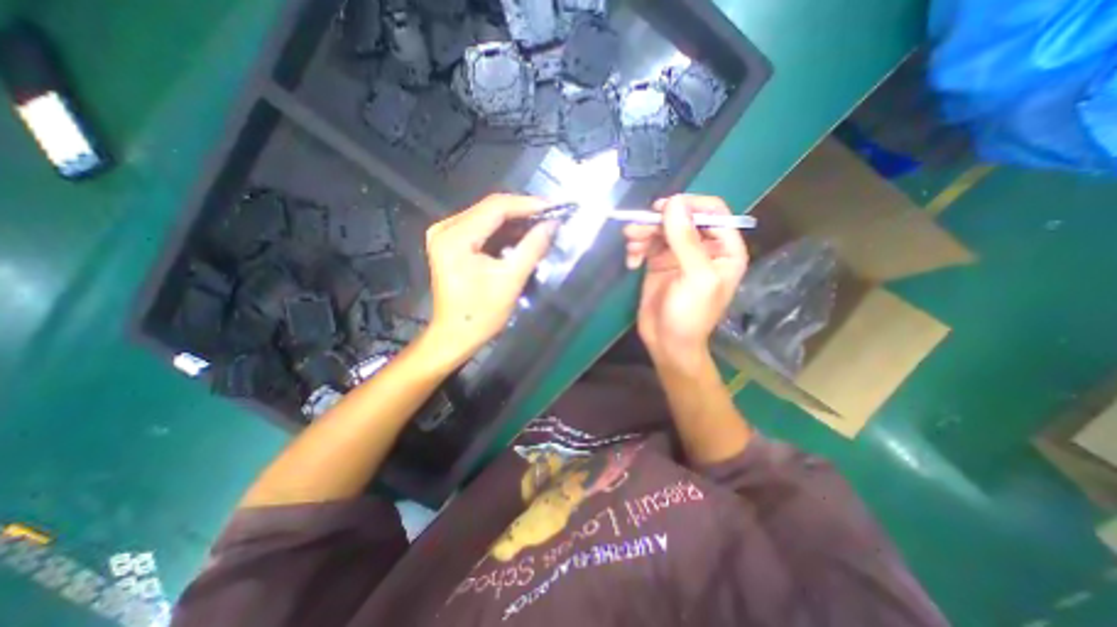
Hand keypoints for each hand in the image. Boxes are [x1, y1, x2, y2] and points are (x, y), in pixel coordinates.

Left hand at [423, 195, 553, 364]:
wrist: (455, 335)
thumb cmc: (481, 314)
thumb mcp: (510, 280)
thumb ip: (532, 247)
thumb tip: (552, 224)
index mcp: (455, 237)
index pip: (495, 207)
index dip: (527, 204)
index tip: (554, 207)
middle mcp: (445, 228)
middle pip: (490, 209)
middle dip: (523, 212)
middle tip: (551, 216)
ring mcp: (446, 234)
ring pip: (487, 217)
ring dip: (515, 221)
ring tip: (542, 225)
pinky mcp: (451, 243)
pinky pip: (482, 228)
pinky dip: (504, 231)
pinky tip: (523, 235)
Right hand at [624, 197, 744, 369]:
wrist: (667, 343)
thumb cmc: (690, 315)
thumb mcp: (695, 277)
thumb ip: (686, 239)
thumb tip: (673, 202)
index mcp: (725, 249)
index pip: (712, 211)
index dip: (689, 205)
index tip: (663, 209)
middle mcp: (703, 247)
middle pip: (681, 217)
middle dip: (658, 221)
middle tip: (636, 229)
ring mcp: (679, 254)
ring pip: (660, 228)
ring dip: (642, 233)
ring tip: (631, 244)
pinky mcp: (658, 262)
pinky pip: (647, 243)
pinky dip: (636, 247)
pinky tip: (631, 262)